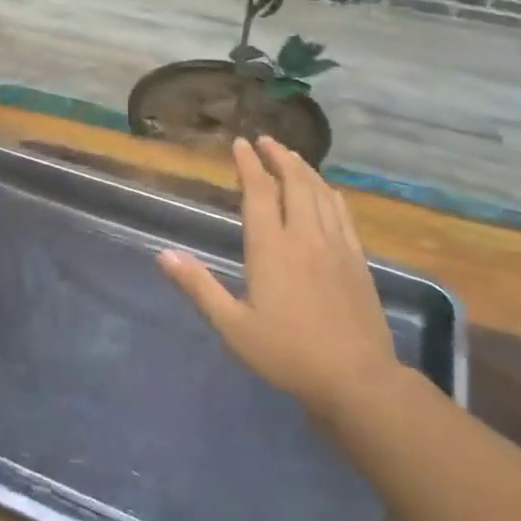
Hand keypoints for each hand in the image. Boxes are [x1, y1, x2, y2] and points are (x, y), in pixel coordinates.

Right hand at [157, 136, 398, 415]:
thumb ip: (198, 286)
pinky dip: (328, 192)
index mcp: (271, 248)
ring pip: (319, 192)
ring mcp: (335, 245)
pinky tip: (325, 190)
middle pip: (293, 182)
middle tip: (264, 140)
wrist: (356, 380)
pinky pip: (341, 212)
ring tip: (290, 155)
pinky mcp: (357, 258)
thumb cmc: (287, 354)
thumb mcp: (232, 326)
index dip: (248, 164)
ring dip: (303, 168)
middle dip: (278, 156)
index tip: (240, 143)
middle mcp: (304, 236)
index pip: (258, 192)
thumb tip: (163, 255)